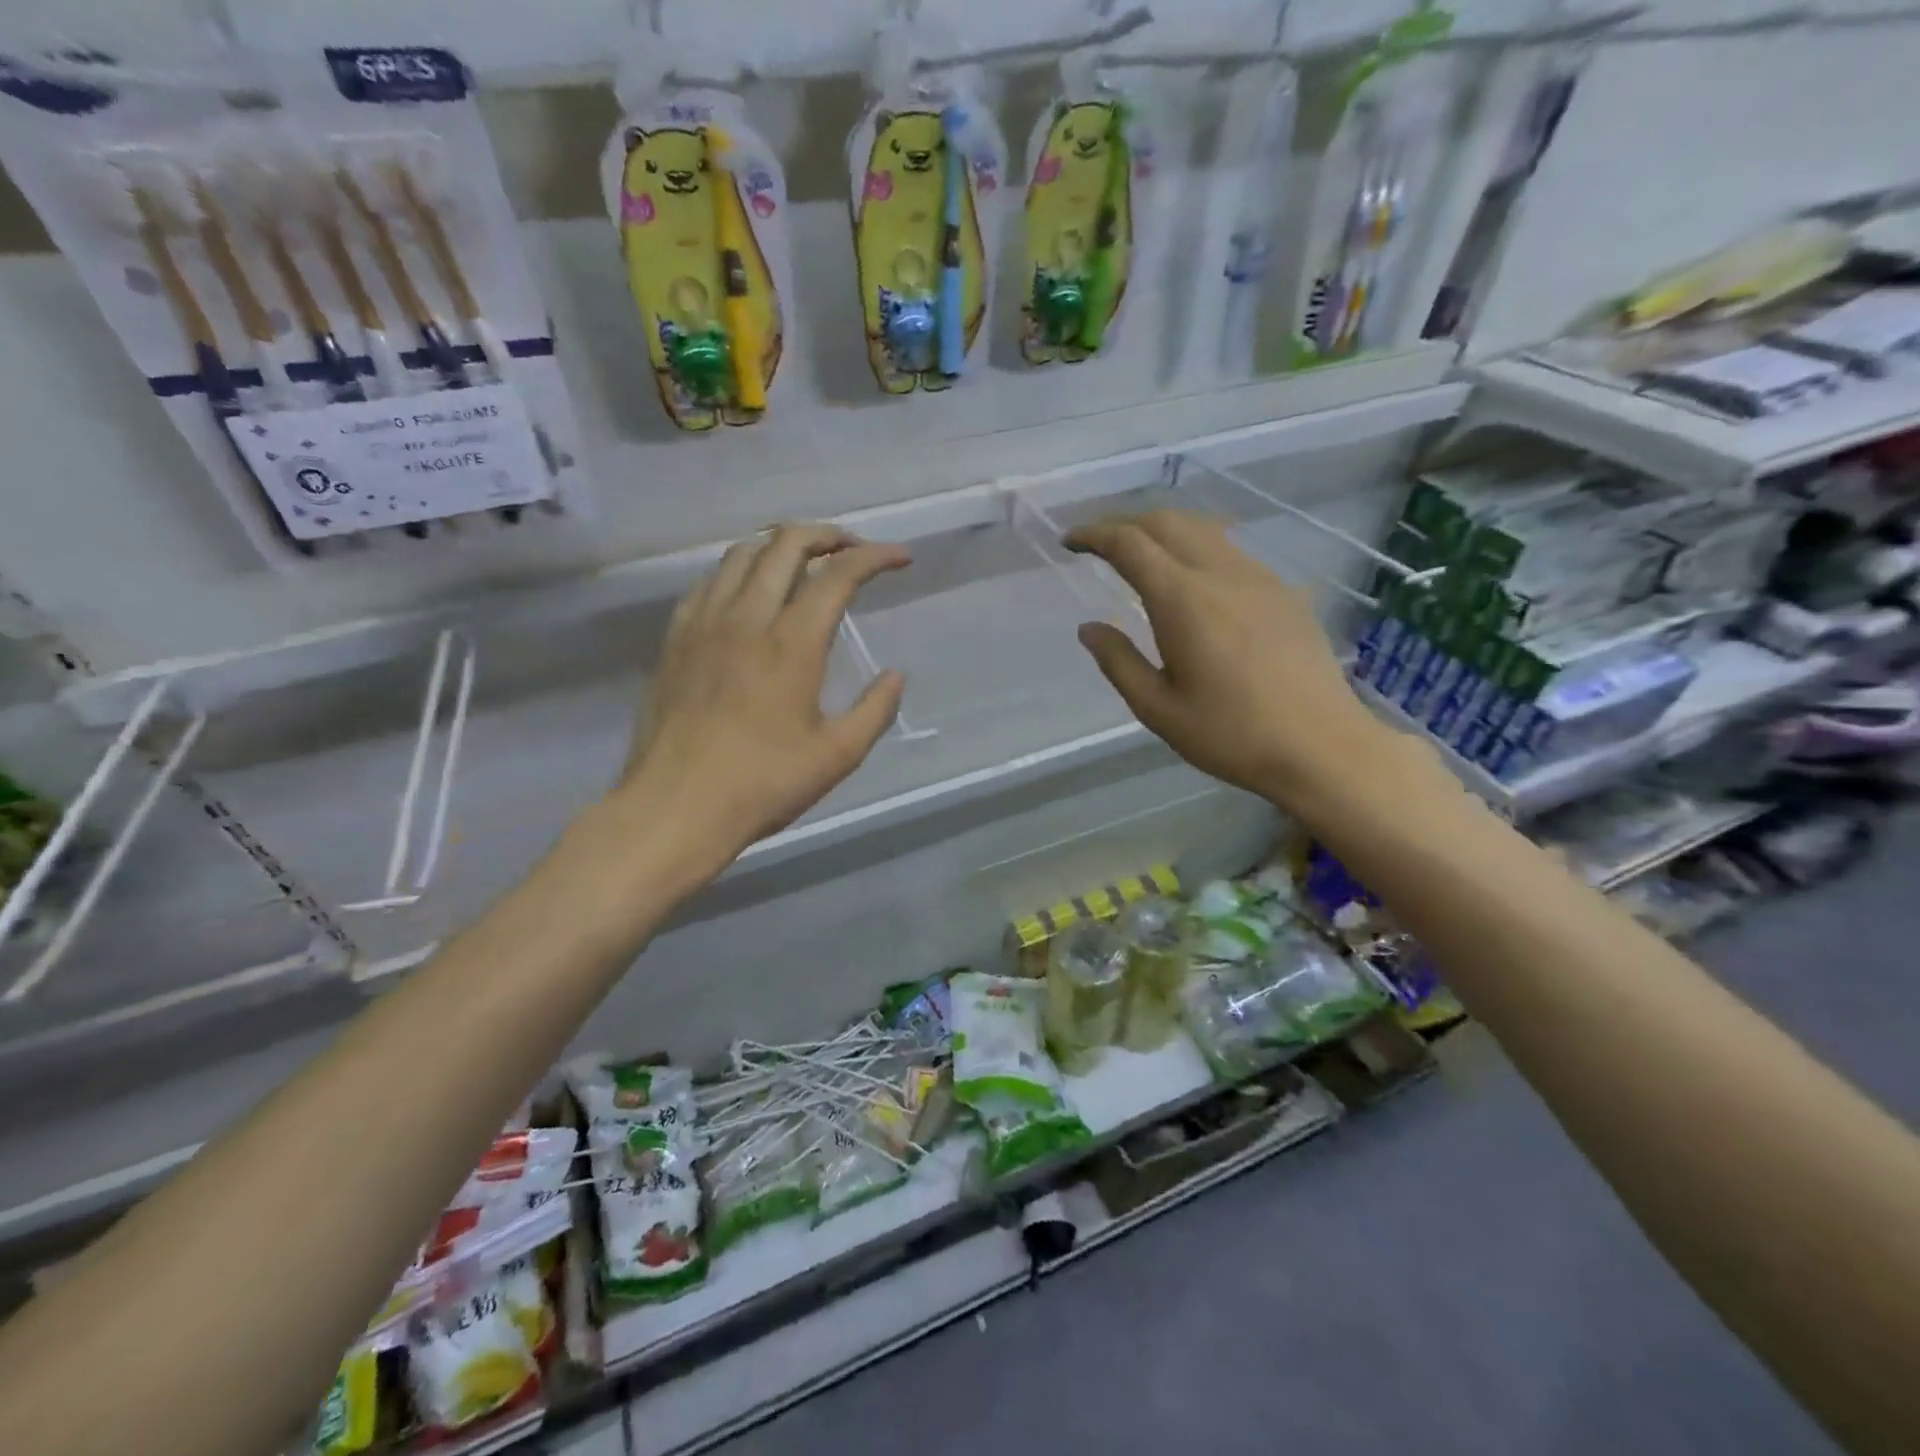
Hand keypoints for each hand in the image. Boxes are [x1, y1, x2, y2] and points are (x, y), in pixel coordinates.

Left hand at [614, 524, 909, 881]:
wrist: (675, 808)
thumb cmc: (762, 785)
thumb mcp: (837, 756)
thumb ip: (875, 710)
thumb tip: (896, 675)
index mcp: (792, 644)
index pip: (838, 574)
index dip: (875, 556)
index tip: (901, 558)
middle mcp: (746, 617)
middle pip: (785, 544)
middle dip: (827, 535)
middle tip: (852, 549)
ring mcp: (703, 624)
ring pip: (742, 554)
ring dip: (780, 545)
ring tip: (804, 562)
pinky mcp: (675, 639)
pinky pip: (708, 582)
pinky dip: (738, 571)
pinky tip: (748, 592)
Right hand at [1066, 510, 1428, 824]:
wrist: (1322, 746)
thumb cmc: (1231, 734)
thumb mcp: (1158, 709)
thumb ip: (1119, 662)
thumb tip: (1089, 629)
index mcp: (1182, 600)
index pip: (1130, 544)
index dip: (1095, 534)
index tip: (1071, 541)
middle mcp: (1221, 574)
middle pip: (1167, 522)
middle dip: (1126, 523)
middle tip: (1099, 543)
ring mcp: (1259, 578)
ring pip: (1203, 529)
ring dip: (1164, 530)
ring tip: (1142, 553)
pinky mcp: (1283, 593)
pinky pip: (1231, 551)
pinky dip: (1197, 547)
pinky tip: (1194, 579)